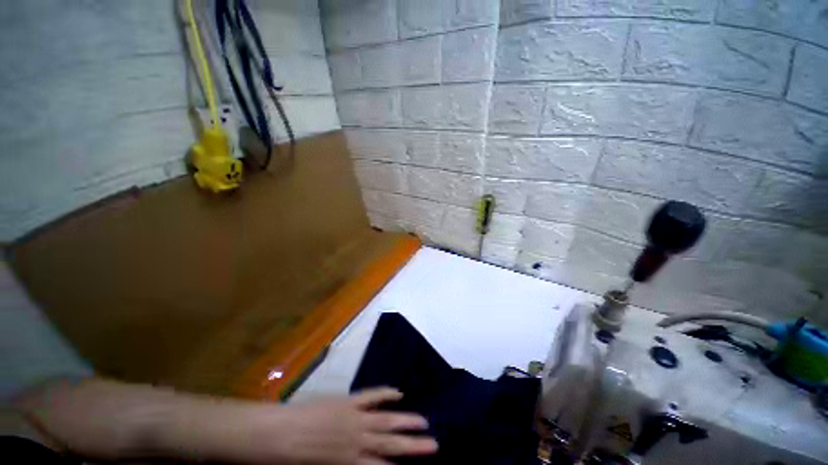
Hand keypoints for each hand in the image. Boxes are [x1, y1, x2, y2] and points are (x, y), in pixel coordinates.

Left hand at [269, 388, 436, 464]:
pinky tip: (399, 393)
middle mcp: (359, 442)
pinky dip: (386, 394)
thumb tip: (370, 462)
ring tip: (424, 421)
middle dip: (413, 446)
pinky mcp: (350, 402)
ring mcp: (356, 419)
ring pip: (387, 420)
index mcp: (351, 463)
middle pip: (391, 444)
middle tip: (434, 444)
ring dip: (406, 421)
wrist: (282, 436)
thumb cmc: (299, 461)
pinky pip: (372, 396)